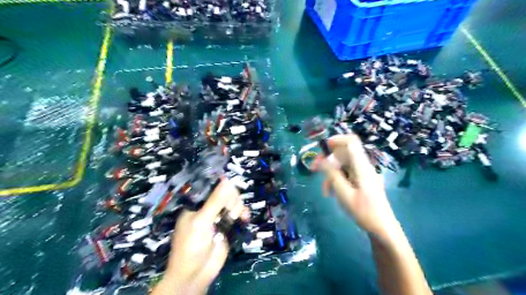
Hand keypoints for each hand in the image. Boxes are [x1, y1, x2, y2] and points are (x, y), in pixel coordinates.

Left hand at [154, 179, 248, 293]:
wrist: (196, 273)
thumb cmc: (191, 245)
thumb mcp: (202, 221)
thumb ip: (215, 201)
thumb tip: (227, 179)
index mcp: (197, 204)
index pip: (212, 187)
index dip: (222, 186)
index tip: (228, 190)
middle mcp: (208, 208)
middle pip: (226, 193)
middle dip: (230, 199)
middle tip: (228, 210)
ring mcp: (219, 217)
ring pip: (234, 203)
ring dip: (237, 207)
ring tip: (234, 217)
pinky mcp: (228, 226)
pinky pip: (239, 214)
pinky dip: (244, 214)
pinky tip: (245, 218)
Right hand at [316, 134, 398, 237]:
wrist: (382, 229)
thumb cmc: (364, 212)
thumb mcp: (344, 193)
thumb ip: (332, 174)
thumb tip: (321, 159)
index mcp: (362, 167)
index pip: (351, 142)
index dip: (337, 139)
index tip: (323, 147)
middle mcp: (363, 166)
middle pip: (343, 153)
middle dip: (327, 160)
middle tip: (313, 169)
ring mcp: (363, 174)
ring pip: (342, 165)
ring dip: (331, 174)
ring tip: (325, 190)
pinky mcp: (361, 181)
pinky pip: (346, 174)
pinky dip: (337, 180)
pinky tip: (332, 192)